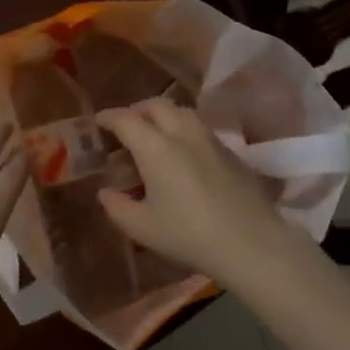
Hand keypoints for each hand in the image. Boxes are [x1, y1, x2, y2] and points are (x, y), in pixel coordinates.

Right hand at [95, 101, 301, 288]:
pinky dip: (184, 133)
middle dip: (138, 111)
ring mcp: (211, 141)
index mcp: (156, 147)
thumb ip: (118, 207)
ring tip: (155, 138)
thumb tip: (105, 193)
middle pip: (157, 106)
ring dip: (164, 118)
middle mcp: (183, 134)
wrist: (250, 242)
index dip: (109, 117)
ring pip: (183, 114)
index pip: (126, 119)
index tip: (98, 121)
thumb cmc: (188, 234)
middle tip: (127, 127)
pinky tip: (183, 157)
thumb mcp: (143, 227)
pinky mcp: (231, 153)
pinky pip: (201, 131)